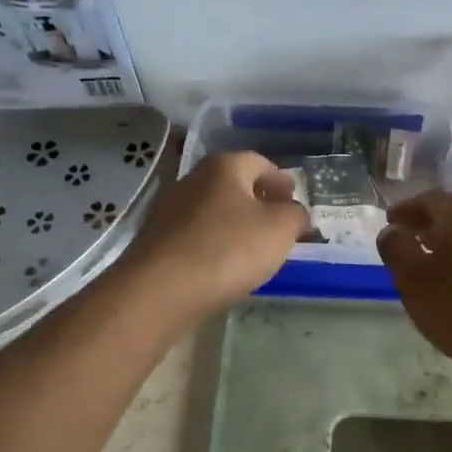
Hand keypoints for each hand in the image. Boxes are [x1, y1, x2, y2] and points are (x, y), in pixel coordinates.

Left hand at [121, 150, 309, 313]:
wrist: (161, 290)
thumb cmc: (228, 249)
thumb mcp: (280, 229)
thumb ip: (295, 215)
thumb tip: (294, 212)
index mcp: (223, 167)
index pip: (259, 162)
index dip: (280, 180)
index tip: (293, 198)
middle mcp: (192, 179)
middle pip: (233, 184)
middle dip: (257, 200)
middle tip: (277, 222)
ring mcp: (169, 209)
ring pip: (212, 210)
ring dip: (234, 223)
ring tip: (253, 247)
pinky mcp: (157, 240)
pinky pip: (195, 235)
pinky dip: (213, 242)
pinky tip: (223, 265)